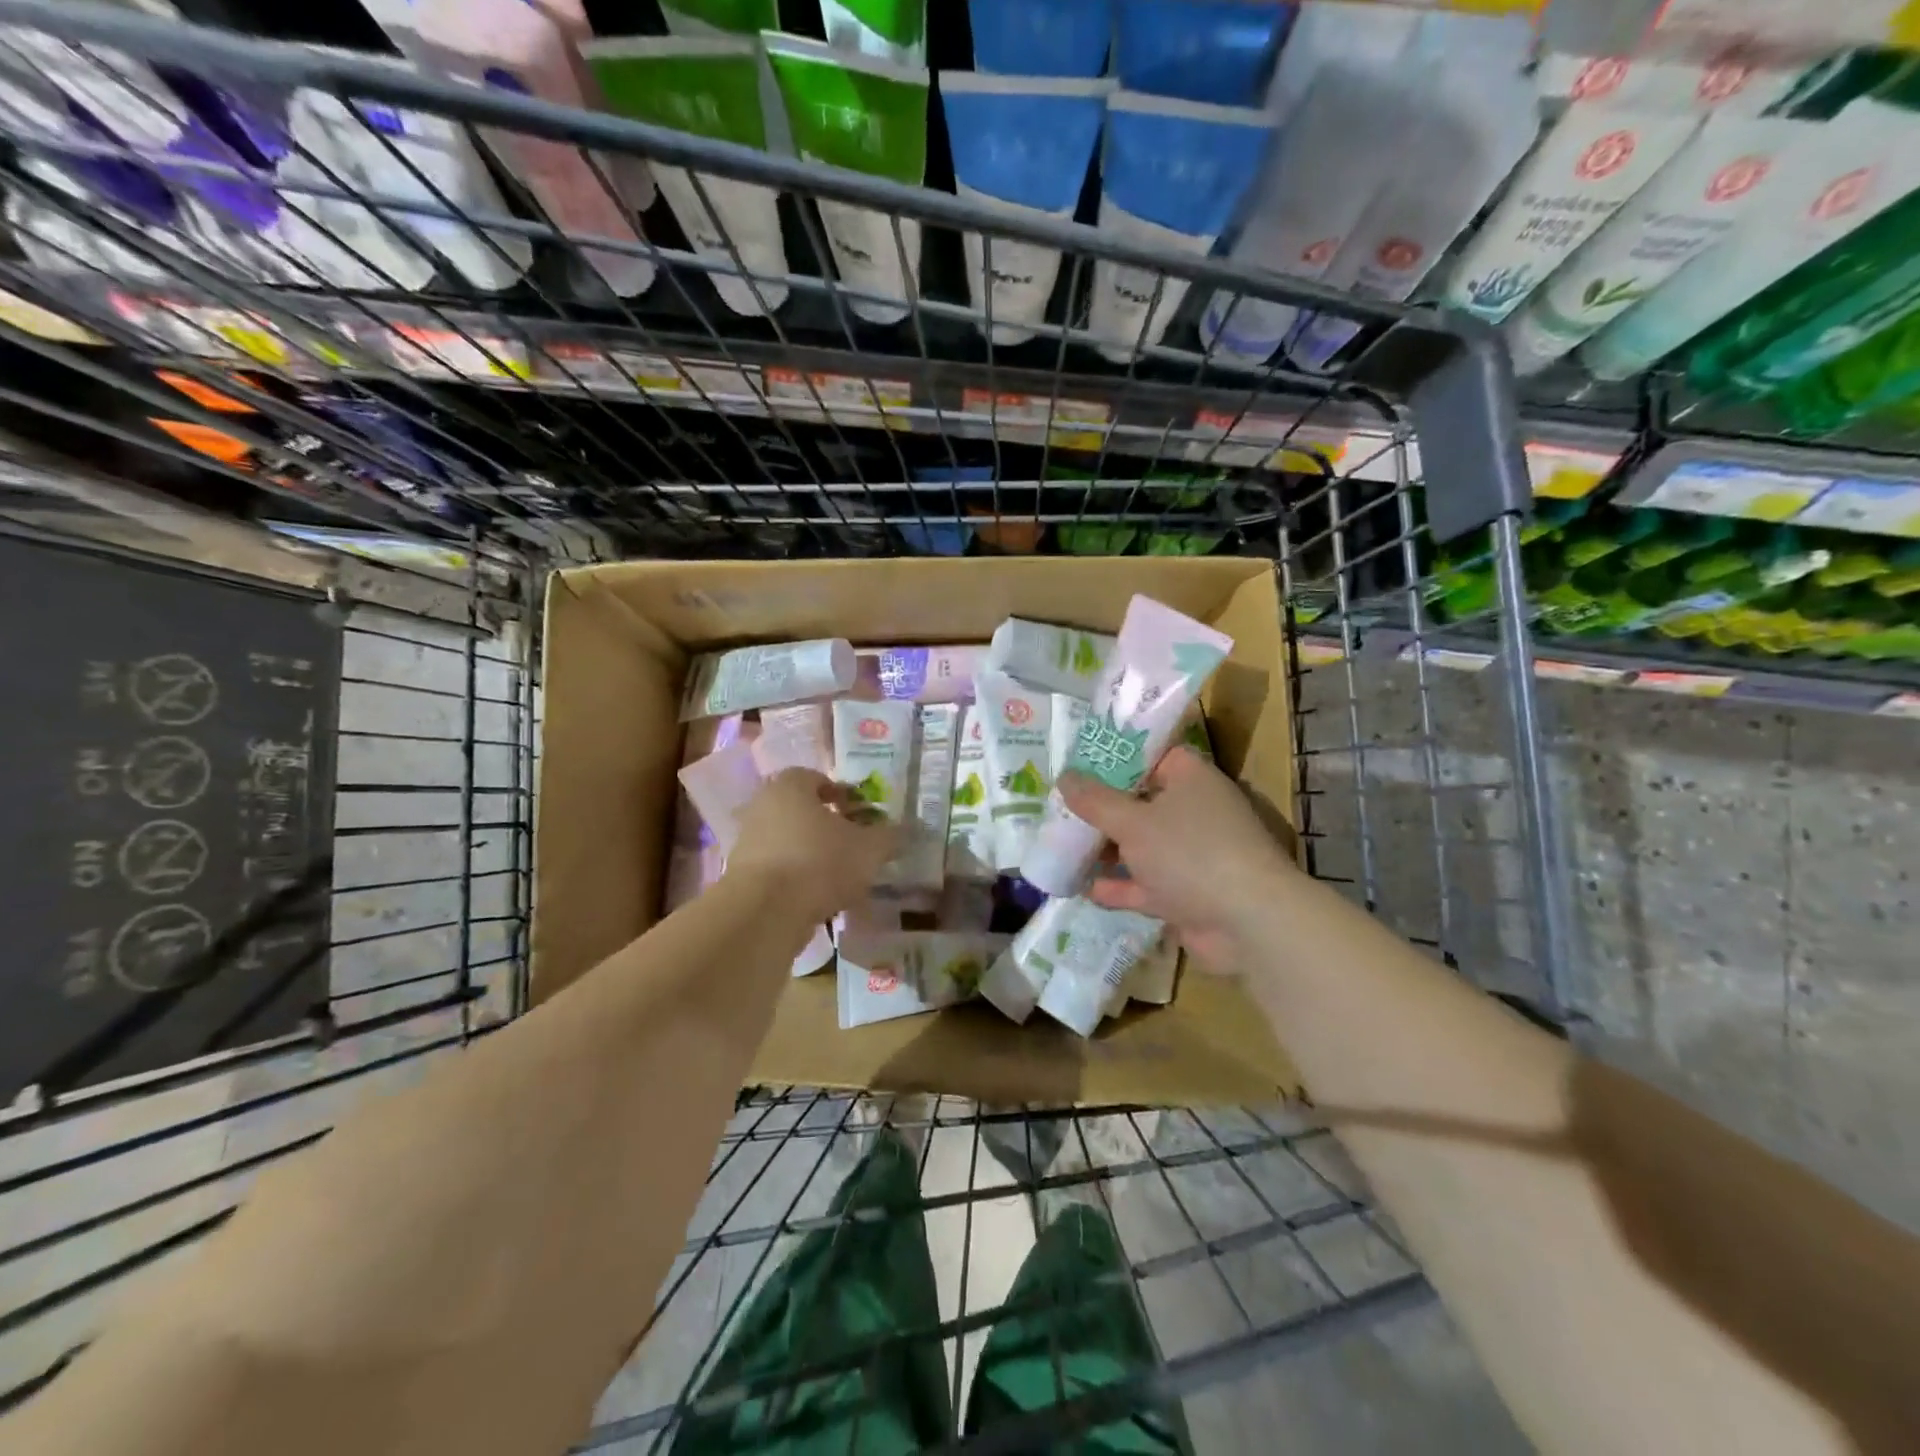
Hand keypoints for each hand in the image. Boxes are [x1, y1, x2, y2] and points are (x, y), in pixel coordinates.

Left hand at [725, 768, 897, 923]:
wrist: (764, 911)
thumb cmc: (819, 862)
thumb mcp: (869, 849)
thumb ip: (889, 836)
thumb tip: (903, 830)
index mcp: (790, 786)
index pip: (817, 778)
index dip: (842, 794)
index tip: (861, 814)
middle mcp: (762, 806)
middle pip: (801, 810)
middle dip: (827, 826)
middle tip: (853, 844)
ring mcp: (747, 841)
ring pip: (788, 841)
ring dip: (811, 854)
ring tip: (839, 876)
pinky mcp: (740, 876)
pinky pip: (777, 869)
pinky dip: (796, 878)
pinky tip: (817, 898)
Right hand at [1058, 746, 1296, 969]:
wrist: (1248, 922)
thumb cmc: (1190, 853)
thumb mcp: (1133, 822)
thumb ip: (1095, 801)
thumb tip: (1065, 777)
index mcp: (1191, 779)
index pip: (1152, 755)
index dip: (1116, 757)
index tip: (1079, 762)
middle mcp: (1194, 811)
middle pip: (1141, 802)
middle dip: (1103, 808)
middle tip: (1060, 805)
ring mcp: (1192, 855)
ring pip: (1141, 845)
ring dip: (1107, 848)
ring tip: (1062, 845)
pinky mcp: (1187, 893)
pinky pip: (1145, 884)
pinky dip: (1119, 886)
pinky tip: (1083, 888)